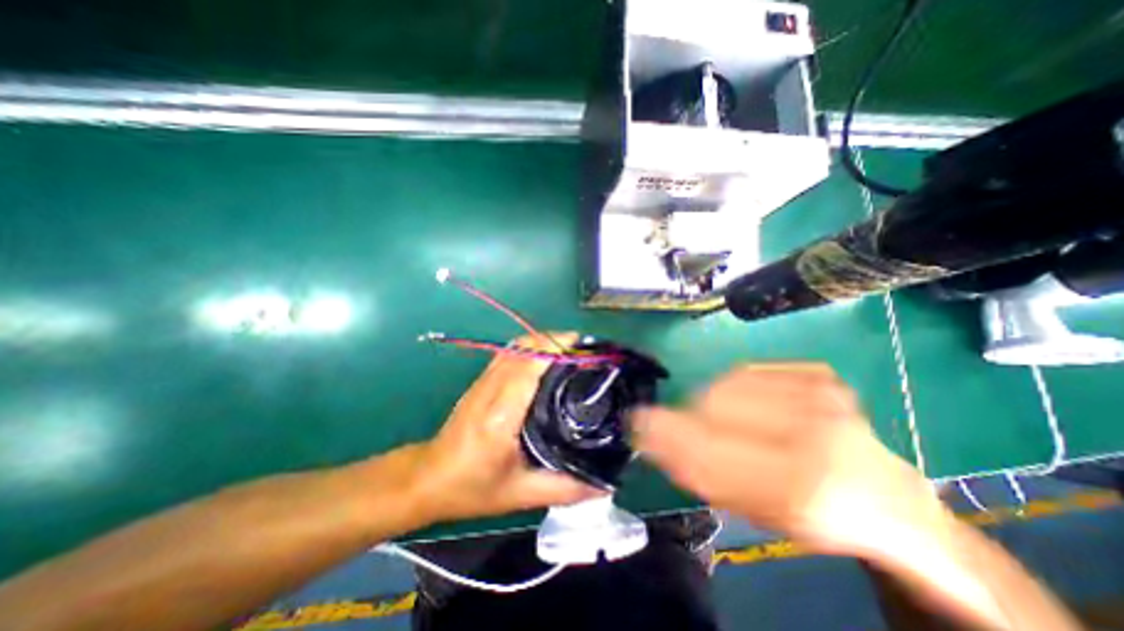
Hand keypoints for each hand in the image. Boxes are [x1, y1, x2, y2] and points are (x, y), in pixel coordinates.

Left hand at [410, 334, 601, 523]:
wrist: (427, 478)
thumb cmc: (472, 488)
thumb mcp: (521, 494)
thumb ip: (565, 488)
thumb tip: (605, 485)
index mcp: (502, 415)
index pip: (529, 365)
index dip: (557, 348)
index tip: (584, 349)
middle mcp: (492, 389)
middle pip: (525, 347)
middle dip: (557, 340)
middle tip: (585, 351)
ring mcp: (484, 380)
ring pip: (516, 345)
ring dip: (544, 341)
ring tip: (570, 351)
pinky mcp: (481, 380)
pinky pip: (509, 352)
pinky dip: (531, 347)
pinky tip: (546, 358)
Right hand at [637, 362, 941, 557]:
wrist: (884, 495)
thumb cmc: (812, 513)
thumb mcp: (750, 510)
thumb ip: (696, 470)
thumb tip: (648, 432)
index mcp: (802, 485)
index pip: (708, 445)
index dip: (665, 430)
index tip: (637, 422)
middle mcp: (815, 430)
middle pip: (712, 402)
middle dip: (690, 416)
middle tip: (691, 432)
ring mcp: (820, 394)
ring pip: (725, 382)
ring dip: (711, 402)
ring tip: (728, 424)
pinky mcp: (817, 373)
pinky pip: (747, 370)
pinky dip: (736, 387)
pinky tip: (752, 407)